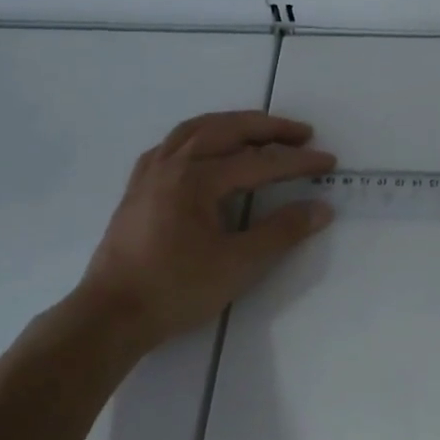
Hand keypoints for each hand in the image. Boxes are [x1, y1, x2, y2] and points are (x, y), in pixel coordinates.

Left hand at [76, 110, 334, 343]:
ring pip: (195, 129)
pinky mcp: (137, 188)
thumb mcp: (238, 265)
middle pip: (227, 130)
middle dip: (268, 128)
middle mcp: (172, 165)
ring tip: (260, 130)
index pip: (259, 162)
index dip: (298, 161)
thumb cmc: (176, 290)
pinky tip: (207, 149)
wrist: (111, 315)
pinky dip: (198, 136)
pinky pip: (171, 145)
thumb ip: (282, 232)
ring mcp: (150, 173)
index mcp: (197, 180)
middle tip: (301, 133)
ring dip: (233, 124)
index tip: (329, 161)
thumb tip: (321, 208)